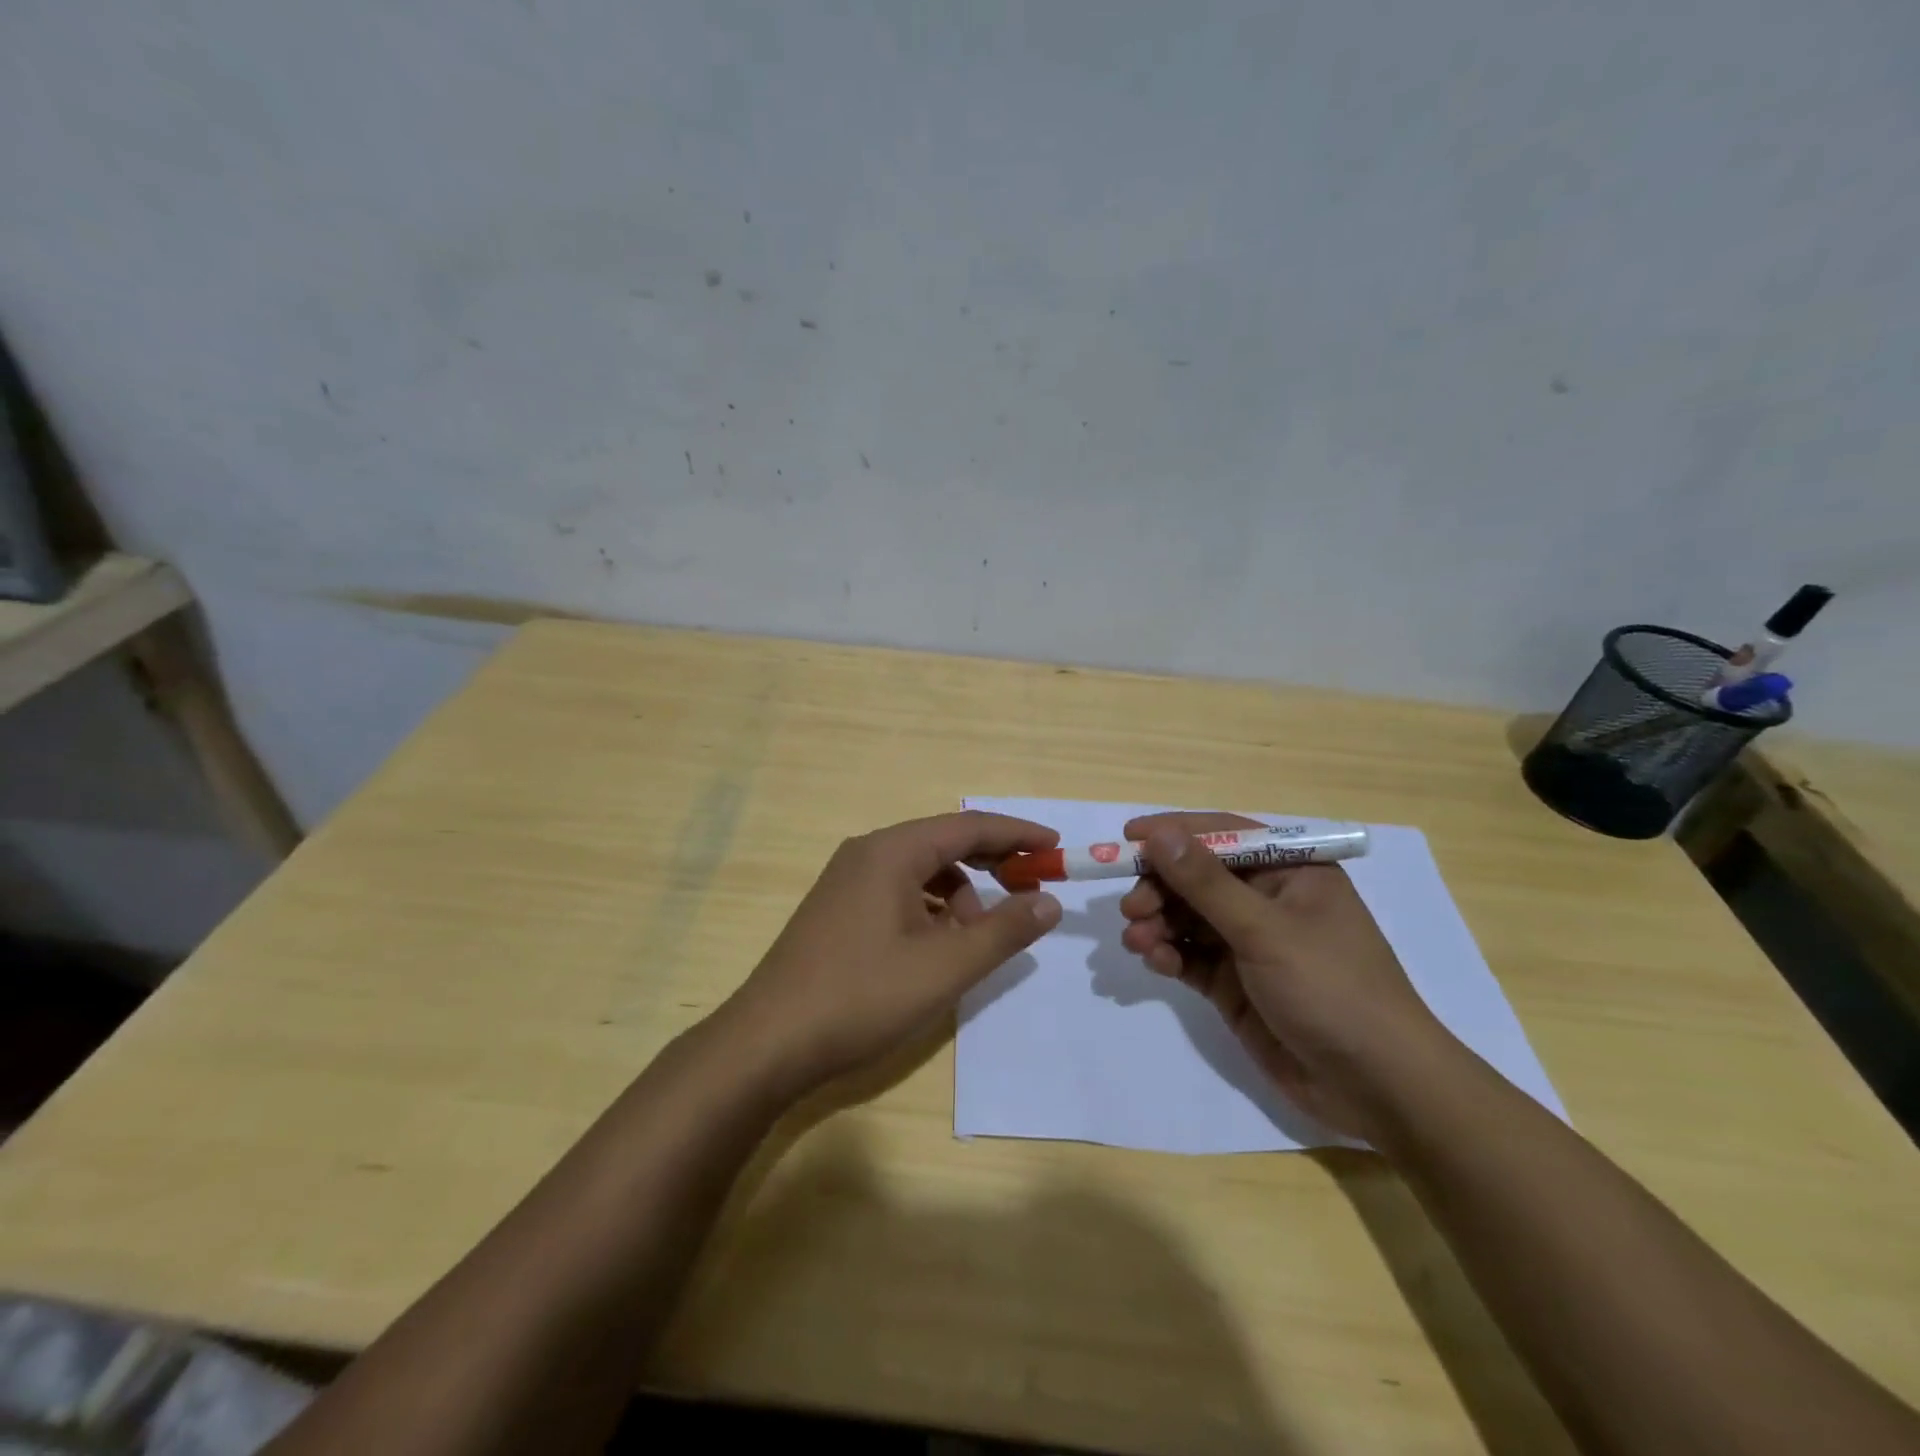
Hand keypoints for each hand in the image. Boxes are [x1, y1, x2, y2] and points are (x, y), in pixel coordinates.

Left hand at [723, 811, 1062, 1096]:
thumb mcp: (945, 967)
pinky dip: (929, 910)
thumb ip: (1003, 931)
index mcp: (892, 851)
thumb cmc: (862, 996)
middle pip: (943, 843)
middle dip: (991, 864)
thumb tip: (1048, 902)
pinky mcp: (837, 909)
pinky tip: (936, 948)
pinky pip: (898, 892)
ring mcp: (847, 881)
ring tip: (976, 939)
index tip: (1055, 848)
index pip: (968, 826)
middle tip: (1031, 888)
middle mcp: (867, 853)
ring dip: (959, 894)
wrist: (768, 1042)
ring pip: (920, 871)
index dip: (1017, 835)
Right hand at [1119, 812, 1453, 1138]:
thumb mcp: (1265, 930)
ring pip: (1188, 917)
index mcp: (1291, 871)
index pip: (1223, 835)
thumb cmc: (1331, 988)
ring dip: (1158, 923)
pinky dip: (1169, 954)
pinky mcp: (1235, 983)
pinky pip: (1190, 956)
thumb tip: (1159, 834)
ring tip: (1137, 940)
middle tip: (1131, 908)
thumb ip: (1206, 883)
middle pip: (1198, 877)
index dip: (1174, 833)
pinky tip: (1156, 961)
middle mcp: (1268, 900)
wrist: (1377, 1086)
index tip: (1127, 838)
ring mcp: (1250, 944)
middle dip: (1160, 888)